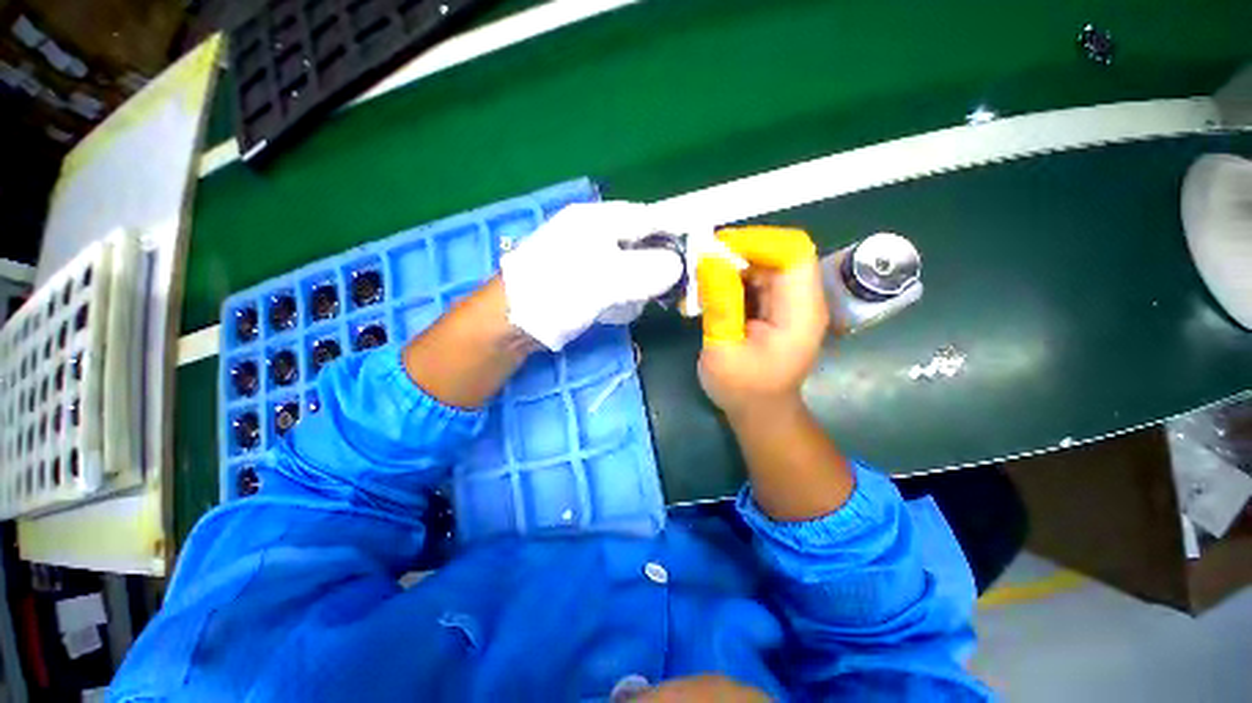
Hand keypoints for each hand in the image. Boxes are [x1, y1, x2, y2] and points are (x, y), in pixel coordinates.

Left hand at [500, 202, 683, 350]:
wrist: (514, 321)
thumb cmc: (559, 290)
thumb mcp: (609, 278)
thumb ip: (649, 269)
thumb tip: (677, 266)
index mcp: (598, 220)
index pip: (646, 218)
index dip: (671, 233)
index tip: (692, 255)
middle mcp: (593, 234)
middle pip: (639, 244)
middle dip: (654, 266)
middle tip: (664, 288)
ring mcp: (586, 259)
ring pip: (628, 267)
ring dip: (637, 286)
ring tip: (633, 302)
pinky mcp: (582, 282)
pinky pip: (613, 285)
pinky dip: (621, 297)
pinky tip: (614, 309)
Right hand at [696, 226, 826, 420]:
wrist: (760, 412)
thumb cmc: (743, 389)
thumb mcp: (723, 349)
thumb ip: (720, 303)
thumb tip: (709, 259)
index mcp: (800, 311)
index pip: (792, 252)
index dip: (756, 241)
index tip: (716, 249)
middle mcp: (802, 300)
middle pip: (779, 253)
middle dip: (739, 252)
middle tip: (701, 264)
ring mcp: (790, 303)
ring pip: (764, 263)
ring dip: (732, 265)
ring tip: (701, 281)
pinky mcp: (777, 307)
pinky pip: (756, 279)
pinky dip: (732, 279)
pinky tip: (710, 293)